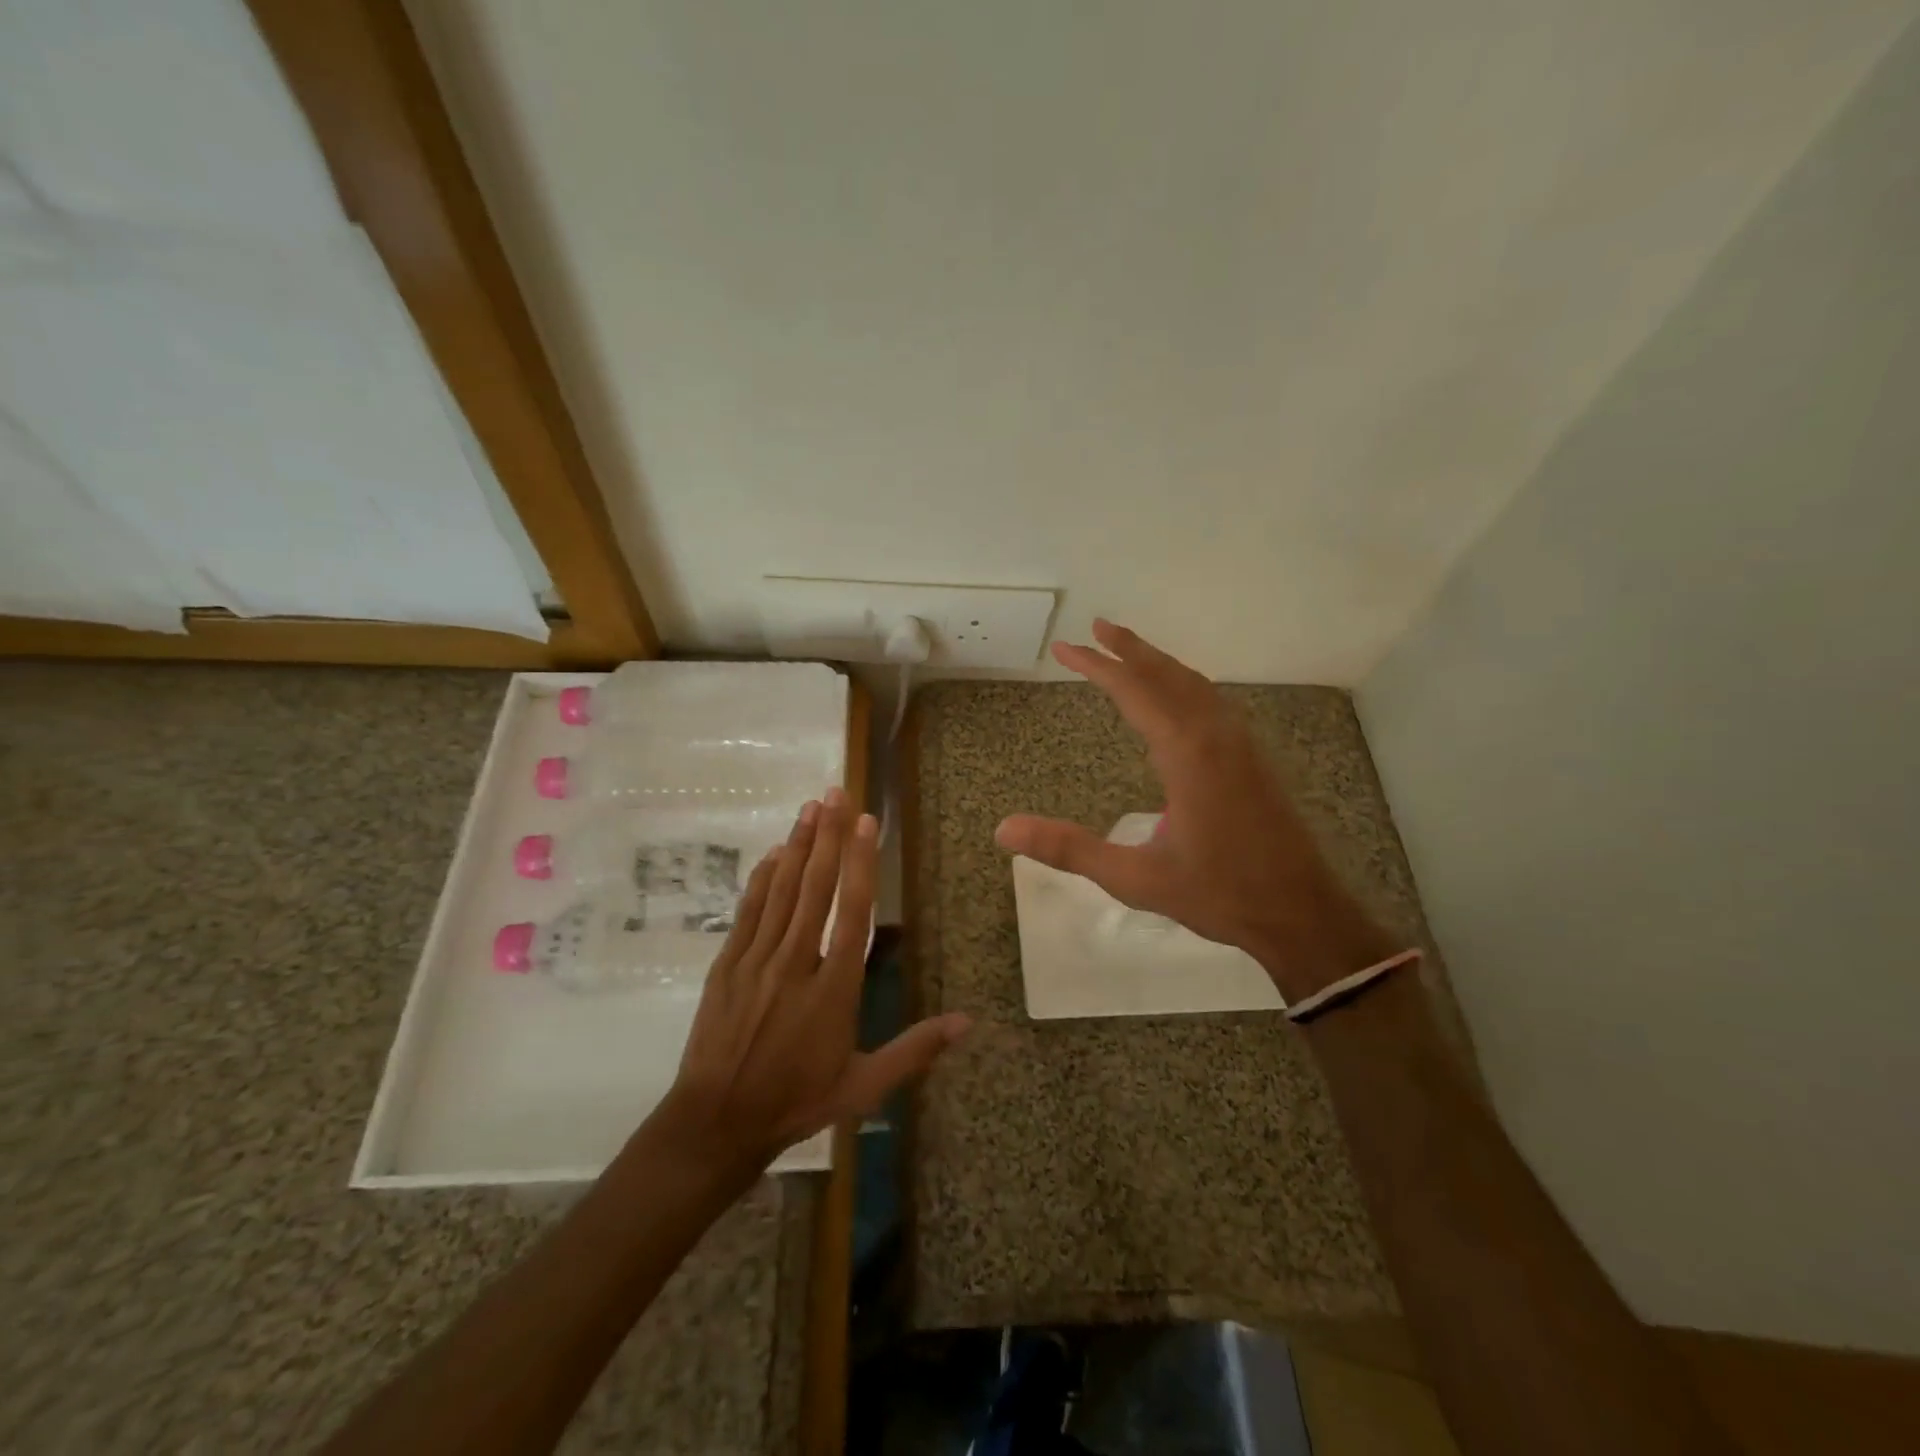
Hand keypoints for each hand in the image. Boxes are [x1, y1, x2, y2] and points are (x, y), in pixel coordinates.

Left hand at [667, 789, 970, 1169]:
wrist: (717, 1122)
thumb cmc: (796, 1101)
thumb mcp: (863, 1086)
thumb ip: (914, 1050)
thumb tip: (967, 1023)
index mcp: (833, 989)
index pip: (851, 913)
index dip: (861, 863)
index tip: (865, 823)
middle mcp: (795, 963)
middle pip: (815, 888)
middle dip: (828, 836)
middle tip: (836, 793)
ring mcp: (756, 960)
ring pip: (781, 891)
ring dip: (798, 846)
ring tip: (810, 808)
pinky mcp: (726, 965)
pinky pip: (747, 912)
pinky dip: (761, 879)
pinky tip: (773, 853)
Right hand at [995, 620, 1394, 1001]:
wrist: (1302, 913)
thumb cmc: (1218, 894)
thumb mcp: (1134, 877)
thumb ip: (1070, 849)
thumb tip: (1004, 828)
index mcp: (1187, 753)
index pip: (1133, 691)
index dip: (1095, 666)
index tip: (1064, 647)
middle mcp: (1216, 735)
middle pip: (1168, 674)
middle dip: (1130, 648)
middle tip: (1096, 628)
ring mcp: (1241, 744)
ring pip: (1195, 684)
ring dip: (1159, 663)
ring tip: (1130, 652)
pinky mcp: (1254, 759)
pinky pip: (1213, 702)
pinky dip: (1184, 684)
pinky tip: (1178, 699)